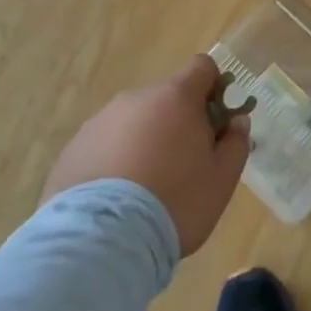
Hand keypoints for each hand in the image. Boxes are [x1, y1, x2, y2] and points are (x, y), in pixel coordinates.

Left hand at [40, 54, 248, 255]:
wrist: (100, 242)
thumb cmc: (175, 203)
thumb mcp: (222, 179)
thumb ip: (236, 143)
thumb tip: (237, 122)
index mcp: (176, 98)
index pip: (202, 68)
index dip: (215, 88)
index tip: (217, 120)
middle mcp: (135, 100)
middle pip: (166, 99)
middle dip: (178, 123)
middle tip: (184, 165)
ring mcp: (99, 123)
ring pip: (133, 123)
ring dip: (145, 142)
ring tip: (145, 189)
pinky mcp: (72, 150)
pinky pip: (105, 146)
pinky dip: (115, 162)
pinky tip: (117, 200)